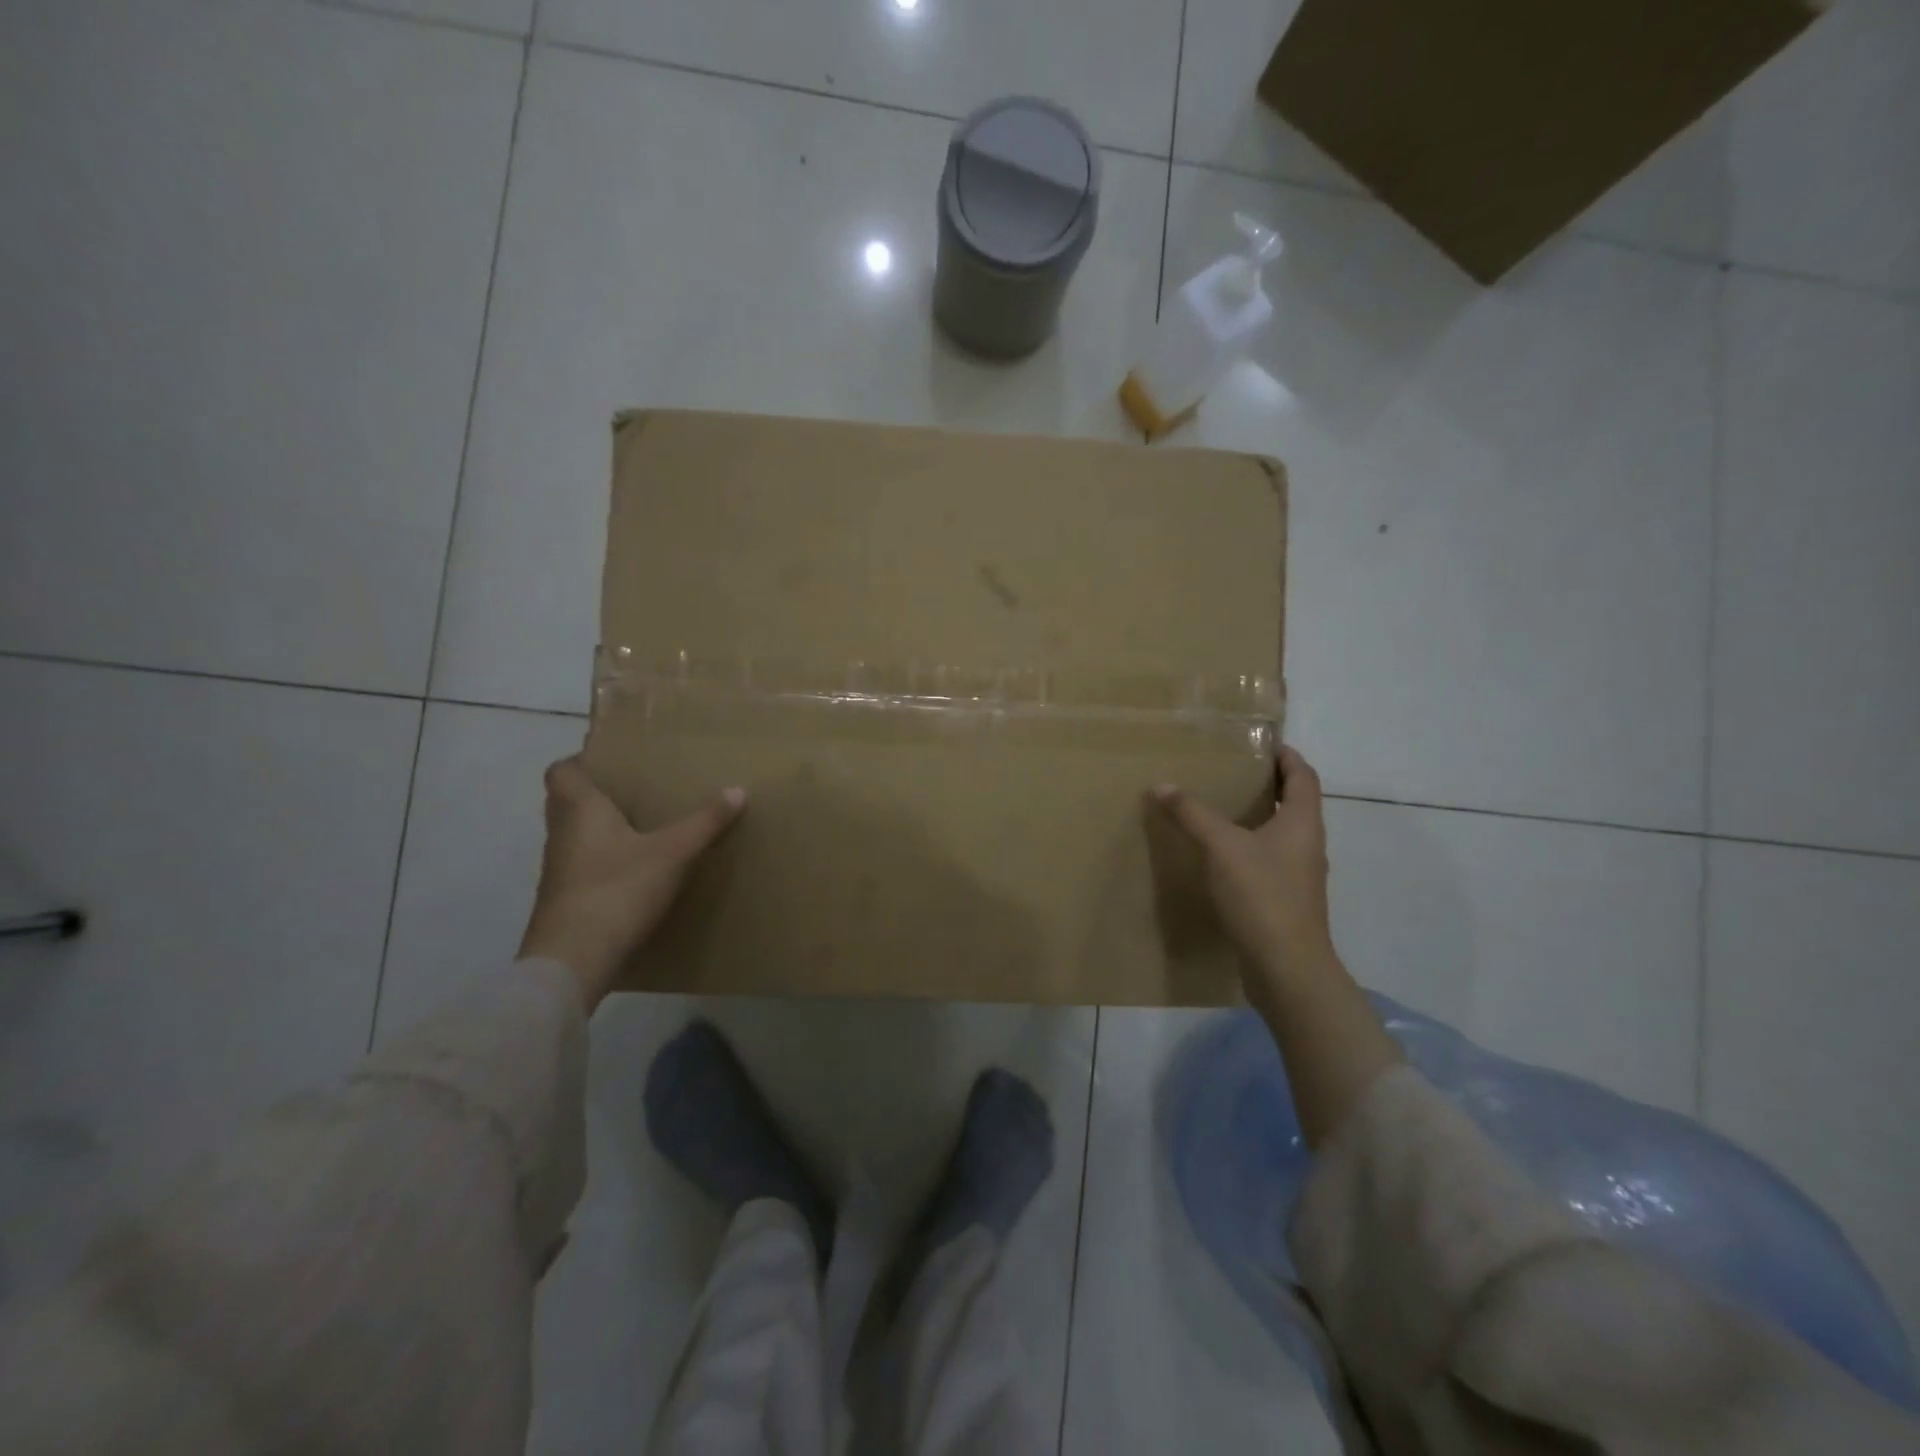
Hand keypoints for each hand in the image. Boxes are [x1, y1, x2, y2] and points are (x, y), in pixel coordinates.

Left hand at [518, 757, 744, 1009]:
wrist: (573, 960)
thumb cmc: (617, 889)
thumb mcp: (672, 852)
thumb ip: (705, 822)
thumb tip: (738, 789)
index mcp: (579, 810)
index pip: (562, 771)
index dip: (583, 761)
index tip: (615, 762)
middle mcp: (562, 834)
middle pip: (569, 802)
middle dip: (601, 795)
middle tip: (640, 791)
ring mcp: (560, 871)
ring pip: (577, 836)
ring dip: (604, 830)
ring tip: (646, 827)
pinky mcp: (566, 901)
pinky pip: (585, 867)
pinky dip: (606, 862)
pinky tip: (638, 871)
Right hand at [1149, 746, 1335, 995]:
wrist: (1286, 967)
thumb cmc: (1262, 895)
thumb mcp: (1222, 847)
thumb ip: (1192, 814)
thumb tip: (1161, 785)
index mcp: (1303, 822)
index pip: (1303, 775)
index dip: (1286, 755)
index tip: (1261, 743)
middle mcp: (1307, 844)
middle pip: (1294, 803)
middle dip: (1267, 784)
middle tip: (1230, 772)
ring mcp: (1299, 875)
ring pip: (1280, 834)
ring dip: (1257, 817)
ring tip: (1219, 808)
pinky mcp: (1285, 900)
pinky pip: (1268, 861)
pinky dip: (1248, 848)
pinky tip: (1218, 856)